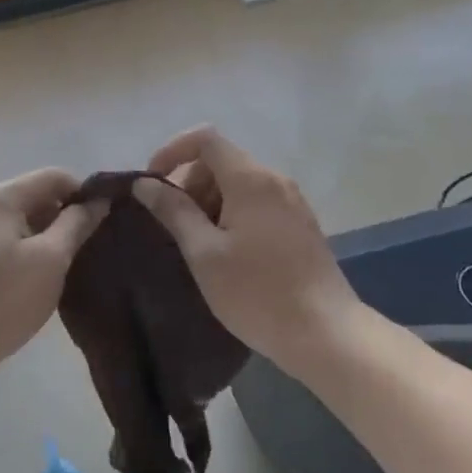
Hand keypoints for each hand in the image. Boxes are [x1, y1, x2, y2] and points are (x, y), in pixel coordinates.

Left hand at [0, 169, 106, 381]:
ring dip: (46, 233)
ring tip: (68, 263)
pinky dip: (26, 245)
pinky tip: (38, 274)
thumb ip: (77, 224)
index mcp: (0, 196)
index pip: (54, 176)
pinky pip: (4, 235)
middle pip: (35, 194)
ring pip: (20, 217)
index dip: (84, 193)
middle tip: (89, 247)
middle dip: (65, 215)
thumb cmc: (3, 300)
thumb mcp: (51, 260)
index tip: (105, 221)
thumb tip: (98, 201)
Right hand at [133, 127, 358, 377]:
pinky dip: (231, 213)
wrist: (327, 334)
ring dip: (209, 201)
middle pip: (220, 160)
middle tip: (173, 225)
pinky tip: (225, 253)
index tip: (152, 184)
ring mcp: (292, 201)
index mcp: (251, 179)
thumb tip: (144, 183)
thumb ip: (174, 211)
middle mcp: (274, 180)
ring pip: (238, 182)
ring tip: (197, 245)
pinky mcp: (300, 224)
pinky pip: (256, 201)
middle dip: (189, 183)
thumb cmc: (257, 293)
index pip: (205, 138)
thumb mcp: (204, 253)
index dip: (172, 151)